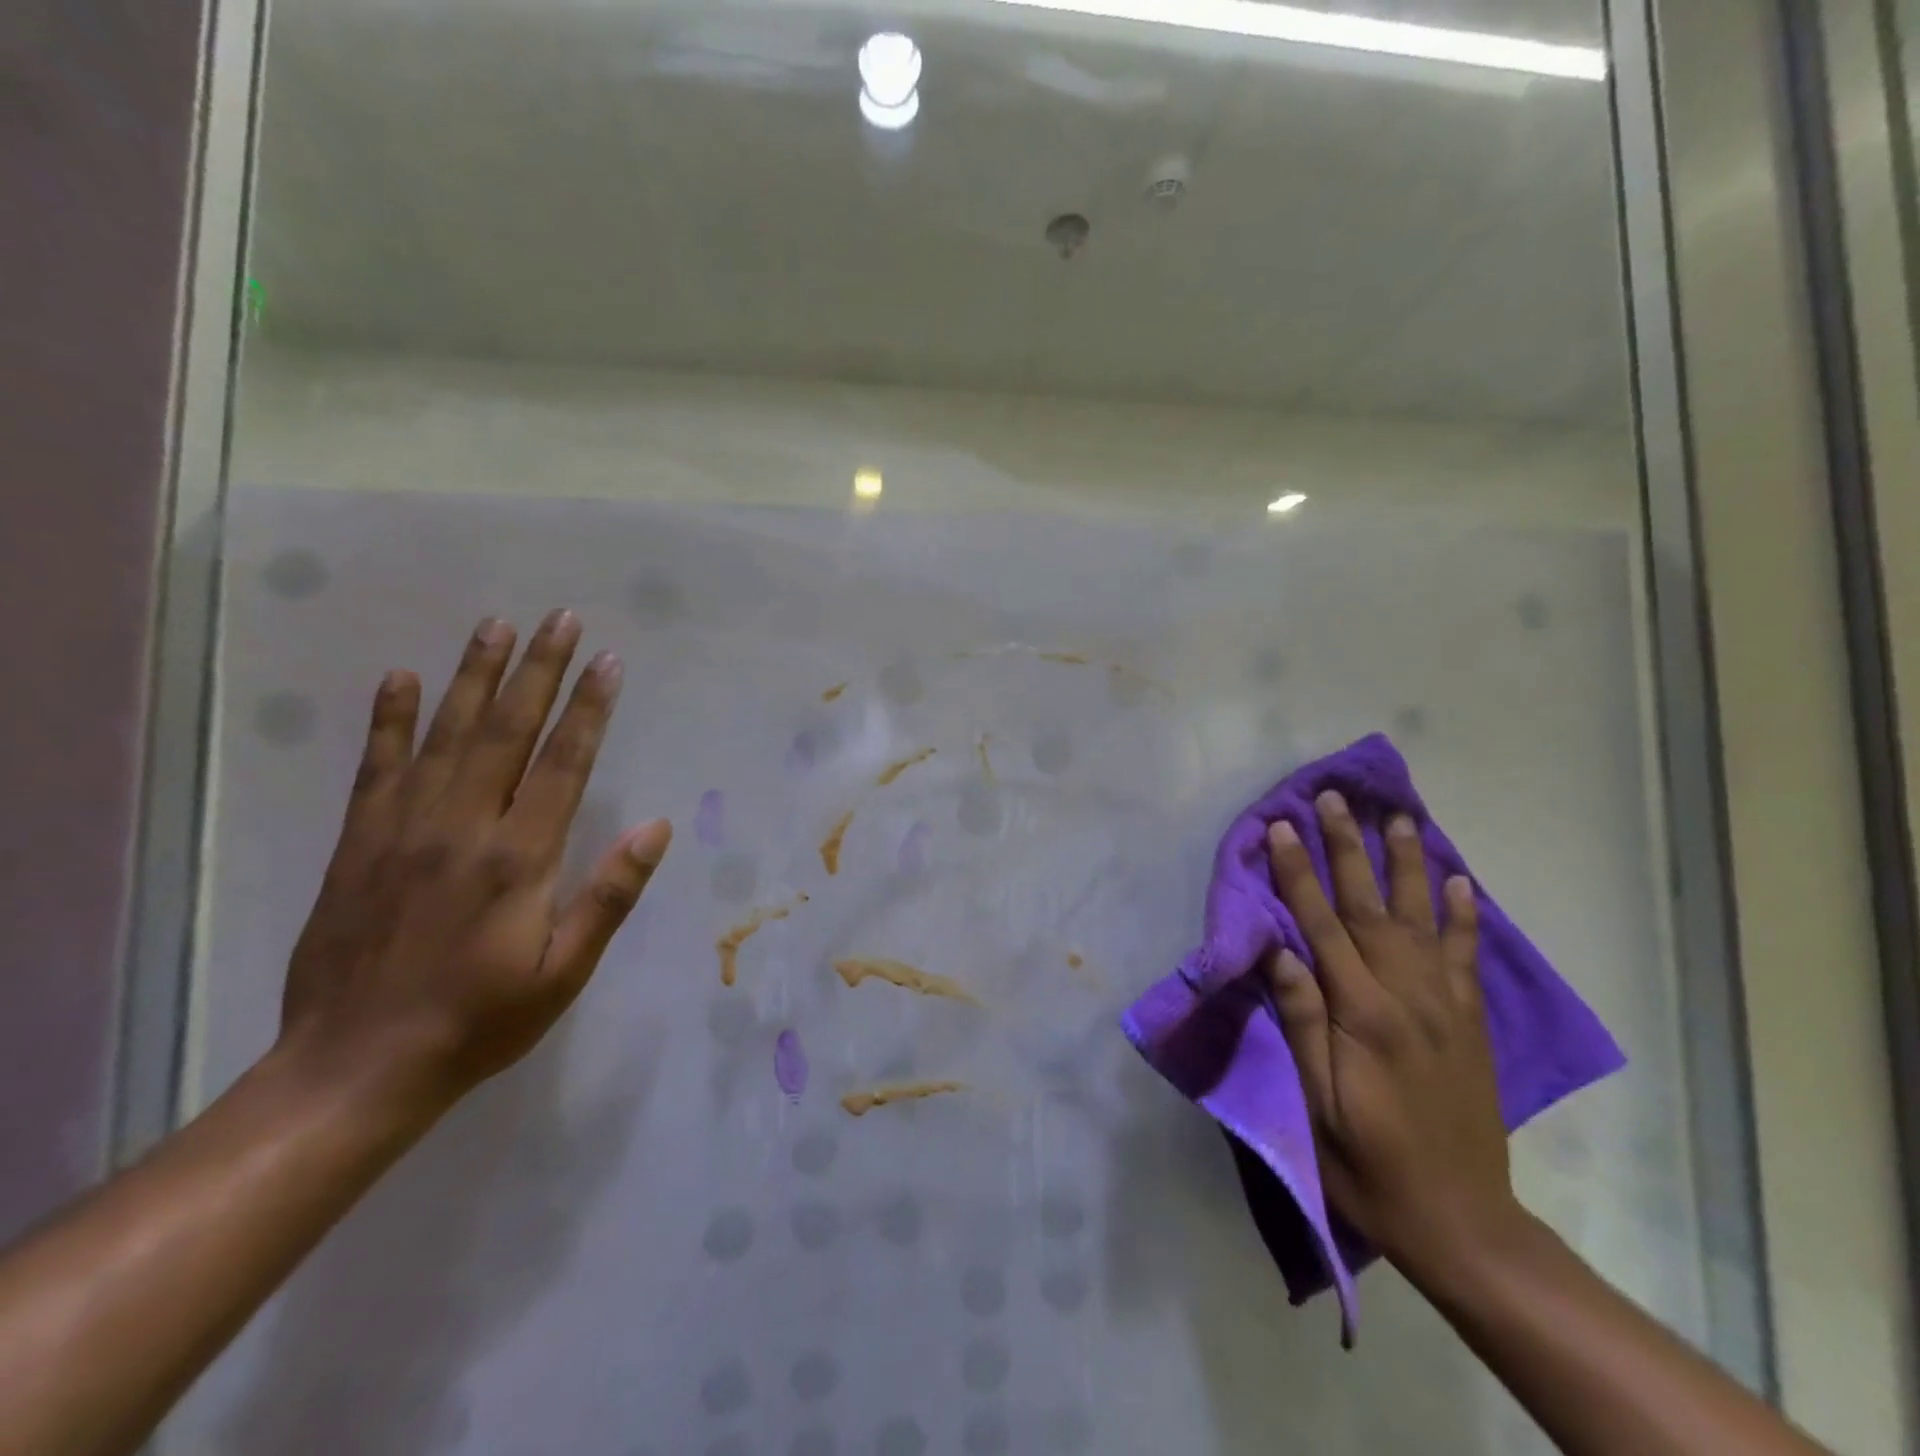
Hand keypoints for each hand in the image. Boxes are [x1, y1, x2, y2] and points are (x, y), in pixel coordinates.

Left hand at [279, 611, 671, 1108]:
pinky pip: (376, 768)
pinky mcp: (360, 843)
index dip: (588, 709)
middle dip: (539, 670)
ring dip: (473, 676)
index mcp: (519, 859)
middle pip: (507, 731)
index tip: (607, 661)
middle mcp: (463, 828)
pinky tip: (399, 678)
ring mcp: (403, 830)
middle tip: (560, 618)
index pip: (563, 764)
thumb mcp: (565, 971)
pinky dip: (387, 719)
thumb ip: (609, 895)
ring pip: (445, 735)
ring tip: (496, 626)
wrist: (357, 1066)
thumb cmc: (482, 1020)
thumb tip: (655, 828)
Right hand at [1264, 792, 1516, 1268]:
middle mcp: (1406, 996)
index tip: (1280, 825)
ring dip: (1406, 864)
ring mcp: (1444, 1007)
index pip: (1321, 925)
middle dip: (1347, 848)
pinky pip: (1466, 957)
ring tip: (1398, 818)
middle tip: (1334, 798)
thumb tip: (1277, 949)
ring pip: (1422, 918)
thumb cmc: (1367, 1164)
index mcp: (1362, 1014)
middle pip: (1369, 907)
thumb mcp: (1315, 1103)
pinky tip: (1459, 881)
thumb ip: (1300, 1020)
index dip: (1297, 873)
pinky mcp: (1469, 1023)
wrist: (1463, 1223)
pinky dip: (1464, 915)